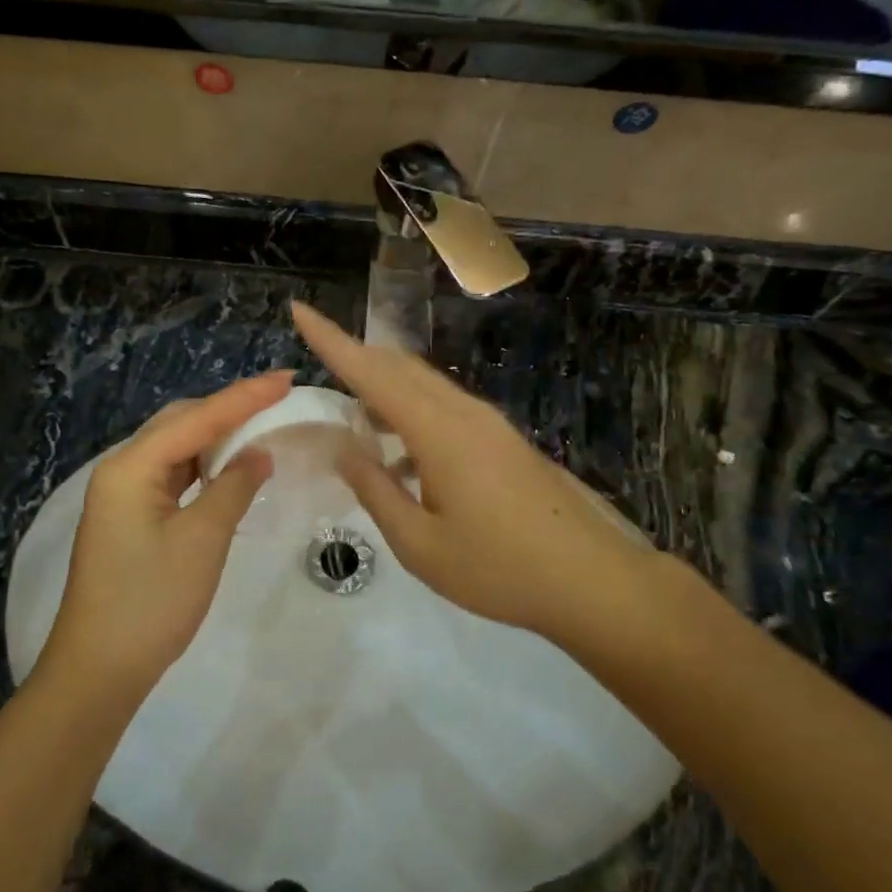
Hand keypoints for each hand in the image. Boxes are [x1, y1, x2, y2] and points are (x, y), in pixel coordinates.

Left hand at [37, 373, 290, 706]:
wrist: (98, 670)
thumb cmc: (150, 602)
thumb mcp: (202, 541)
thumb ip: (233, 487)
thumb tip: (258, 453)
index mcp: (131, 466)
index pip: (197, 418)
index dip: (244, 396)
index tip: (287, 378)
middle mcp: (121, 469)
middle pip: (180, 423)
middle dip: (228, 408)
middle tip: (276, 400)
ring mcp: (122, 494)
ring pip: (175, 448)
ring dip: (215, 436)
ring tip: (260, 425)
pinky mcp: (130, 517)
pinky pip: (171, 475)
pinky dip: (203, 466)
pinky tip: (228, 468)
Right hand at [291, 302, 660, 644]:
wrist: (591, 581)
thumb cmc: (498, 570)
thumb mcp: (419, 544)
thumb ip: (375, 490)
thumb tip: (343, 448)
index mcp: (438, 432)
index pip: (372, 373)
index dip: (331, 341)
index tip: (299, 311)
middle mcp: (464, 413)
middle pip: (399, 368)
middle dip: (355, 358)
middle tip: (318, 366)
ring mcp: (488, 424)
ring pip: (424, 386)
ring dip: (384, 389)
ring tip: (352, 417)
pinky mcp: (502, 440)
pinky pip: (445, 408)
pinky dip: (411, 413)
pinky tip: (400, 456)